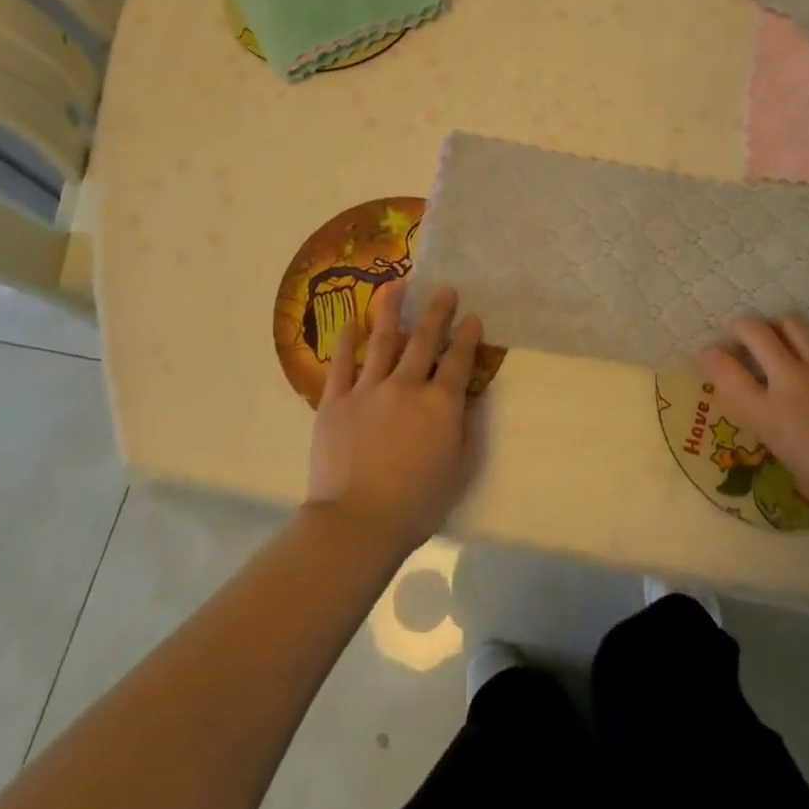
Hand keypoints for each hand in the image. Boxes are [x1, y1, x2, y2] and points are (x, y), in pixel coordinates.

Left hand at [305, 284, 484, 556]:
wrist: (358, 523)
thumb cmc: (417, 503)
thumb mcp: (460, 468)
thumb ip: (466, 428)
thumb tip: (467, 398)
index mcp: (440, 404)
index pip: (459, 359)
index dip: (467, 335)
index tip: (472, 316)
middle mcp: (407, 386)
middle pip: (424, 339)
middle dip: (437, 311)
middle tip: (444, 289)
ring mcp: (369, 390)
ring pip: (382, 340)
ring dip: (392, 309)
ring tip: (398, 285)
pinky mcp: (336, 401)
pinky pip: (341, 364)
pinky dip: (347, 340)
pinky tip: (352, 320)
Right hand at [697, 316, 808, 548]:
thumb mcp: (788, 459)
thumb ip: (769, 422)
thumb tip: (764, 400)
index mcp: (768, 415)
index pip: (723, 369)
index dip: (710, 357)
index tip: (710, 355)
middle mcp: (791, 381)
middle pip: (753, 330)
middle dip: (741, 328)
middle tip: (744, 340)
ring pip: (790, 321)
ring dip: (778, 327)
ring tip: (782, 340)